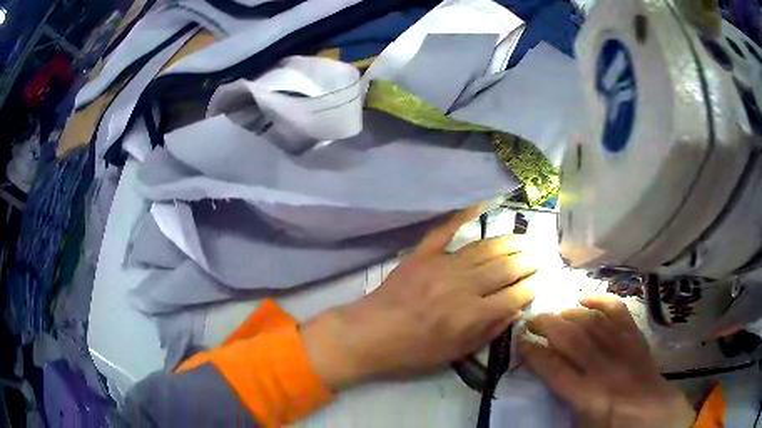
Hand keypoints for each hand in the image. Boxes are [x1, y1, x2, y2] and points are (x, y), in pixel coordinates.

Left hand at [302, 207, 538, 390]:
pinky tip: (481, 204)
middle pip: (505, 267)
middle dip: (528, 260)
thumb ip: (488, 331)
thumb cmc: (413, 351)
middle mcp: (463, 285)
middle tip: (542, 254)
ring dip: (509, 242)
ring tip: (525, 239)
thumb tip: (516, 310)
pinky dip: (462, 214)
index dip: (532, 286)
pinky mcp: (422, 254)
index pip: (514, 295)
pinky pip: (445, 230)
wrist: (369, 334)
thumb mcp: (455, 353)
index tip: (543, 278)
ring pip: (485, 247)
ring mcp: (442, 265)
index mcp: (471, 314)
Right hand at [520, 294, 696, 427]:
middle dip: (547, 325)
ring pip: (593, 322)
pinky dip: (601, 300)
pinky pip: (618, 311)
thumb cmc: (612, 425)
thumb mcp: (582, 424)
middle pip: (572, 338)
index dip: (534, 353)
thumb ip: (564, 400)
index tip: (520, 341)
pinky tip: (586, 297)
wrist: (651, 412)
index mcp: (588, 395)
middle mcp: (604, 367)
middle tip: (531, 320)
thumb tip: (547, 377)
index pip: (554, 369)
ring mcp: (622, 348)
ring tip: (555, 311)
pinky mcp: (635, 337)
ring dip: (569, 312)